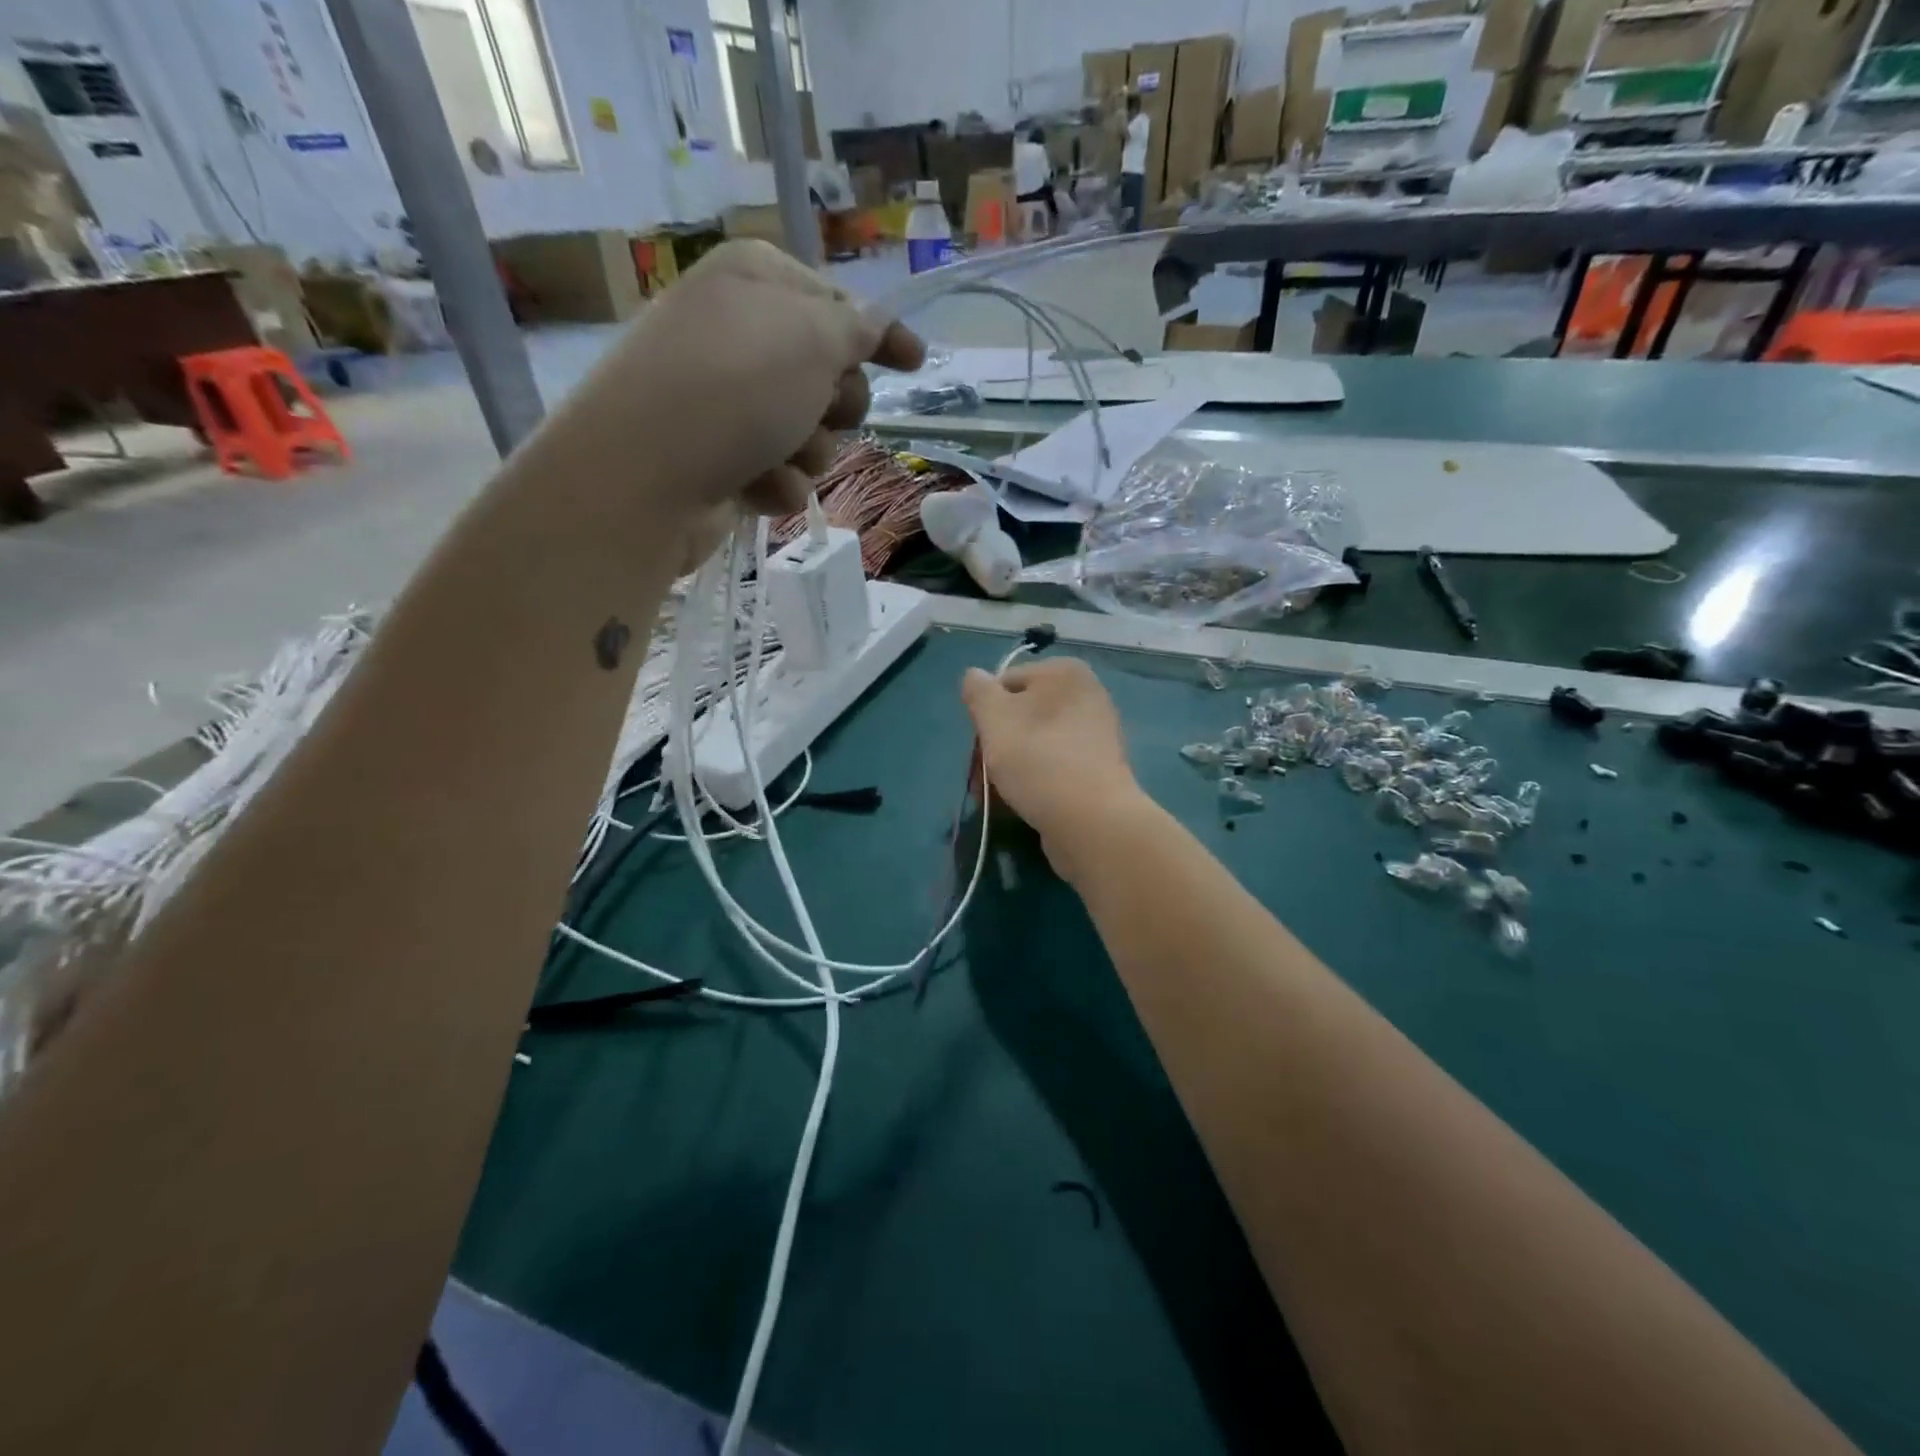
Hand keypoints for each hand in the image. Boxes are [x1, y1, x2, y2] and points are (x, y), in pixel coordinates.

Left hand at [550, 240, 922, 523]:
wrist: (646, 476)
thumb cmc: (735, 388)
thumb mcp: (813, 339)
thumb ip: (858, 327)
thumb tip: (875, 322)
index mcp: (755, 281)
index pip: (836, 301)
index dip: (878, 335)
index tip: (914, 363)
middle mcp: (738, 334)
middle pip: (828, 374)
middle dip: (836, 403)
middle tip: (819, 411)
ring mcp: (725, 401)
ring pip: (808, 432)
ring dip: (807, 451)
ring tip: (775, 456)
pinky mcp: (719, 458)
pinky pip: (779, 471)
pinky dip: (776, 483)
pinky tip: (752, 486)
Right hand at [961, 657, 1147, 880]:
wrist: (1091, 820)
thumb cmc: (1037, 760)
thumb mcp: (994, 718)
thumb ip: (978, 691)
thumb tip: (975, 676)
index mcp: (1064, 672)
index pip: (1004, 683)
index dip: (984, 715)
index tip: (978, 747)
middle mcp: (1086, 694)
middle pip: (1020, 714)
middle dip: (996, 745)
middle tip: (982, 779)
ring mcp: (1096, 733)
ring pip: (1035, 742)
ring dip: (1010, 766)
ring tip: (998, 796)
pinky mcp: (1098, 769)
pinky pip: (1055, 765)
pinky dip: (1035, 779)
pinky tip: (1023, 802)